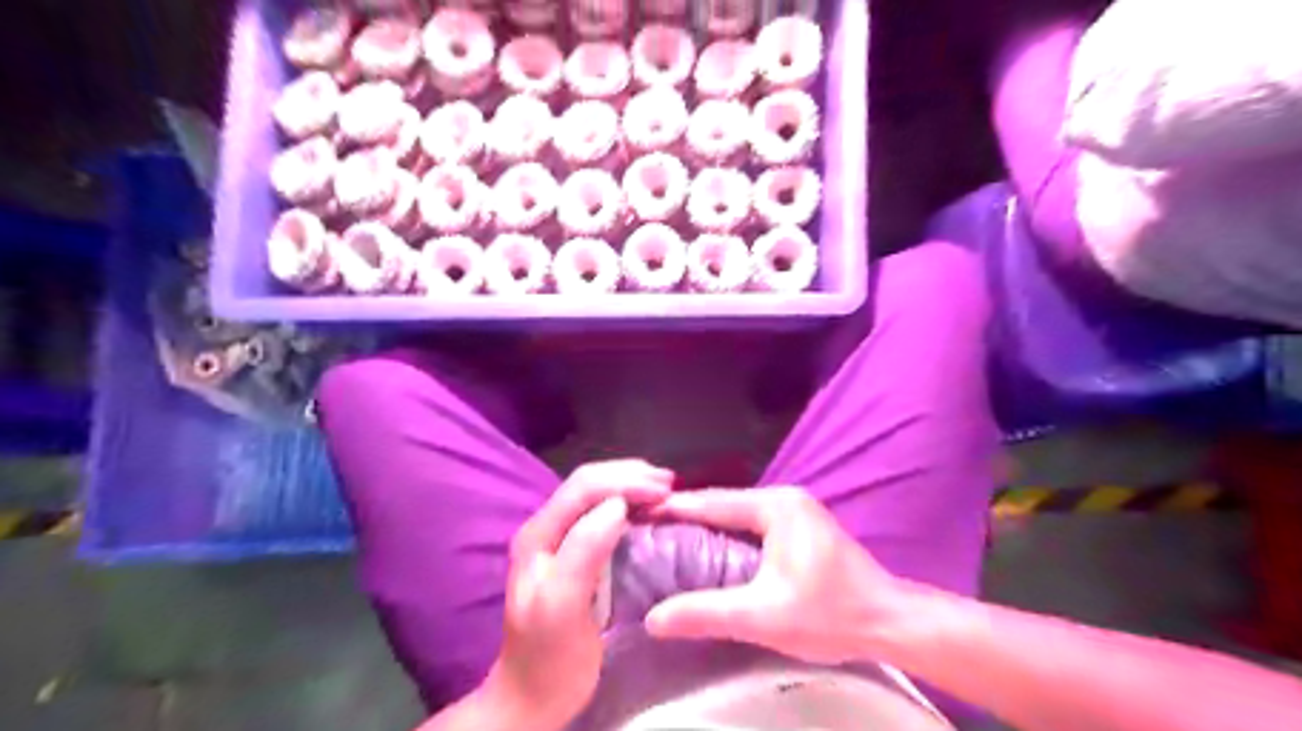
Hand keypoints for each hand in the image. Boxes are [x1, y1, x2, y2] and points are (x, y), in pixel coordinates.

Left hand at [485, 459, 670, 727]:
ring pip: (598, 495)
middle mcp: (547, 528)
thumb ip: (584, 551)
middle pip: (589, 483)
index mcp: (539, 535)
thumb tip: (617, 506)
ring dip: (631, 486)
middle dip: (630, 476)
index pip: (583, 487)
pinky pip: (604, 516)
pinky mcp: (576, 555)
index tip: (664, 491)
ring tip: (665, 491)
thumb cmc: (550, 657)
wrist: (533, 697)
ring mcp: (560, 540)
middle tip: (671, 484)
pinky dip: (631, 505)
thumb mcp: (563, 606)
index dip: (624, 480)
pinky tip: (649, 511)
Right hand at [639, 488, 908, 663]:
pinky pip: (752, 525)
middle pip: (723, 504)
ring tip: (667, 542)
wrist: (889, 622)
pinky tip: (708, 552)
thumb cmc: (829, 615)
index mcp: (775, 506)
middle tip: (646, 533)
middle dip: (686, 518)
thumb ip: (706, 613)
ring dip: (705, 527)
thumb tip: (653, 618)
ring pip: (737, 515)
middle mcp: (784, 498)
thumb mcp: (762, 617)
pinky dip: (727, 536)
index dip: (673, 509)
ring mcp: (795, 510)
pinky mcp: (800, 527)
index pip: (712, 502)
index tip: (636, 516)